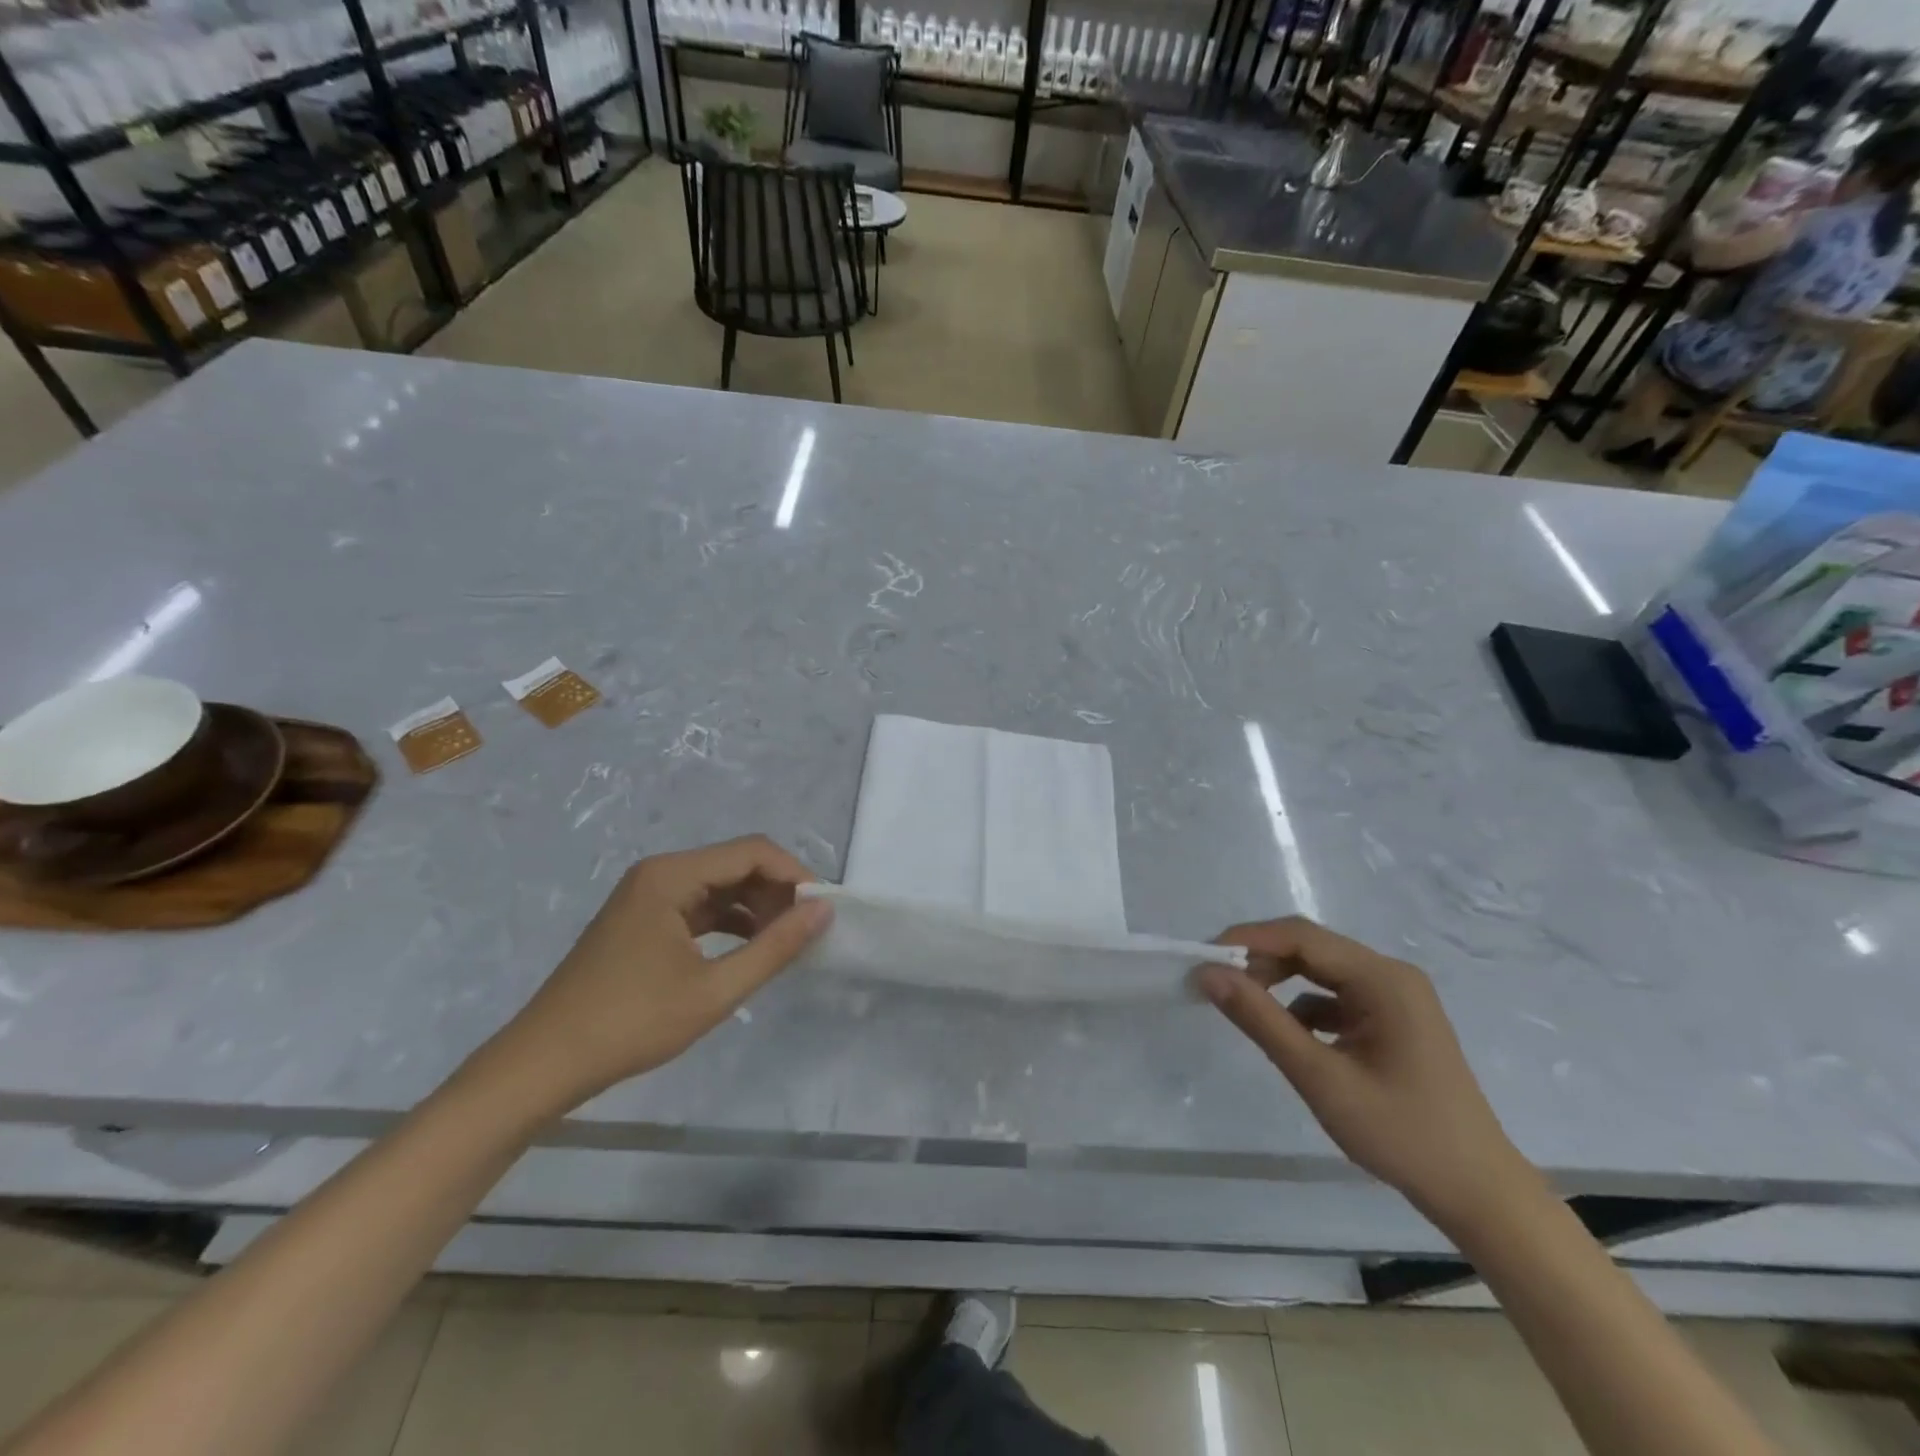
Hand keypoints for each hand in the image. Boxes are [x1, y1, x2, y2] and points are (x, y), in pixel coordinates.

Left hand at [491, 836, 830, 1108]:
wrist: (544, 1064)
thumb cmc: (631, 1023)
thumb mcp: (714, 990)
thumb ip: (775, 947)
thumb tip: (823, 911)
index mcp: (672, 875)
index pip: (752, 851)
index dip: (794, 874)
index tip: (823, 910)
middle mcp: (659, 873)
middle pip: (736, 863)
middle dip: (777, 891)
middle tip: (806, 931)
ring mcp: (648, 896)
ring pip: (720, 885)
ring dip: (756, 907)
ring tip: (784, 942)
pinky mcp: (643, 919)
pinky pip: (699, 906)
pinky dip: (730, 921)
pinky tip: (751, 948)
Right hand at [1195, 918, 1535, 1229]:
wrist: (1478, 1194)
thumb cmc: (1402, 1134)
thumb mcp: (1320, 1077)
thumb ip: (1261, 1020)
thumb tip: (1208, 974)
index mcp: (1382, 979)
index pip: (1301, 937)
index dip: (1247, 940)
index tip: (1202, 958)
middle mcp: (1390, 975)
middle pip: (1310, 947)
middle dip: (1259, 960)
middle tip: (1215, 983)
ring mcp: (1394, 997)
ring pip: (1320, 970)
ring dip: (1278, 981)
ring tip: (1242, 1006)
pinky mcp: (1392, 1020)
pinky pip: (1335, 996)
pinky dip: (1302, 1006)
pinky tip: (1287, 1035)